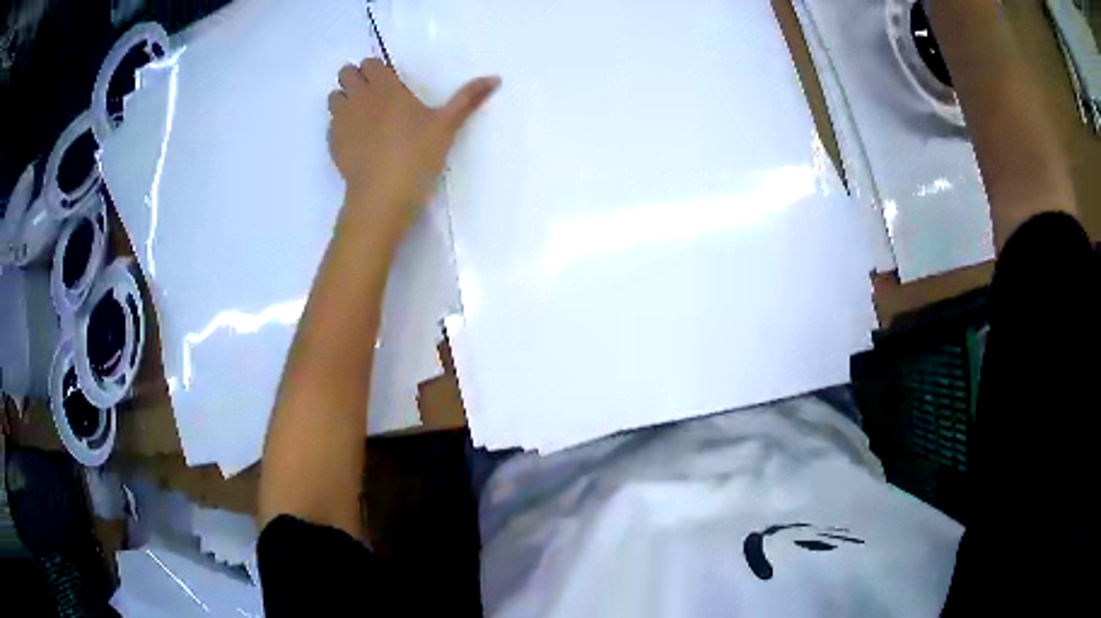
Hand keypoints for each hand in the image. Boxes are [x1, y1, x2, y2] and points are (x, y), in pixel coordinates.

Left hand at [328, 58, 498, 237]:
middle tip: (374, 96)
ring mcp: (342, 120)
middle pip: (346, 74)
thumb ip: (467, 99)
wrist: (381, 196)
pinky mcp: (332, 142)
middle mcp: (359, 98)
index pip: (371, 63)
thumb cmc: (416, 156)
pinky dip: (340, 124)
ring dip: (345, 99)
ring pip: (334, 96)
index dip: (377, 69)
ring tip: (362, 116)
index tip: (389, 82)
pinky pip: (331, 123)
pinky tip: (356, 140)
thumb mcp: (447, 126)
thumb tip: (496, 78)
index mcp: (386, 88)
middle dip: (356, 79)